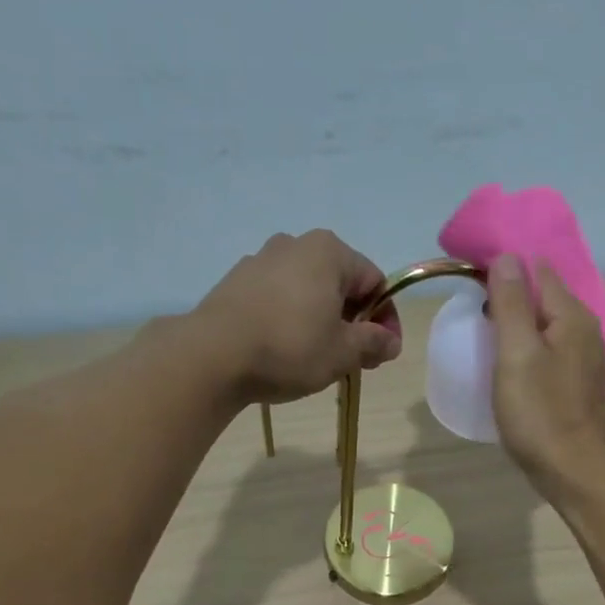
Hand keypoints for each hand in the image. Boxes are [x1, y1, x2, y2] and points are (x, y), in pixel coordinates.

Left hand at [189, 230, 399, 404]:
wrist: (213, 356)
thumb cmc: (290, 348)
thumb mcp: (343, 352)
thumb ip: (374, 343)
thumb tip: (391, 342)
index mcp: (329, 252)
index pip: (375, 282)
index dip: (386, 319)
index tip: (383, 352)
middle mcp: (295, 244)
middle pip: (340, 284)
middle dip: (353, 320)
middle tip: (355, 359)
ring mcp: (260, 260)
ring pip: (307, 291)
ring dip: (321, 320)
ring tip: (318, 357)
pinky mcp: (236, 282)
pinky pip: (277, 298)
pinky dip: (291, 319)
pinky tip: (285, 350)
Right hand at [488, 255, 604, 498]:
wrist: (575, 474)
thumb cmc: (541, 415)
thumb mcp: (517, 354)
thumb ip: (511, 303)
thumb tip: (506, 257)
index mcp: (573, 316)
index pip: (538, 270)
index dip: (504, 268)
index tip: (469, 280)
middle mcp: (586, 331)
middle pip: (543, 298)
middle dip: (509, 297)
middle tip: (471, 313)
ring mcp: (585, 362)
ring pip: (545, 328)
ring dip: (517, 326)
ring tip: (484, 338)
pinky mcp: (577, 387)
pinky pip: (549, 354)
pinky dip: (527, 352)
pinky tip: (509, 368)